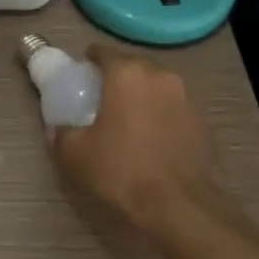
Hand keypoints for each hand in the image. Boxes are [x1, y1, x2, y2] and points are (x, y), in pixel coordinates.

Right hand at [50, 47, 233, 246]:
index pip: (103, 52)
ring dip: (141, 96)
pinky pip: (173, 108)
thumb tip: (56, 130)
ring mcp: (186, 98)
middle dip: (116, 78)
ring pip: (156, 86)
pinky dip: (160, 115)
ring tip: (126, 121)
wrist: (178, 206)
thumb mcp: (75, 154)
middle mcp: (160, 76)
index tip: (79, 78)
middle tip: (100, 100)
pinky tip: (150, 139)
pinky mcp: (202, 122)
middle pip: (132, 66)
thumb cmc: (121, 170)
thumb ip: (60, 134)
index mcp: (127, 74)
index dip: (88, 62)